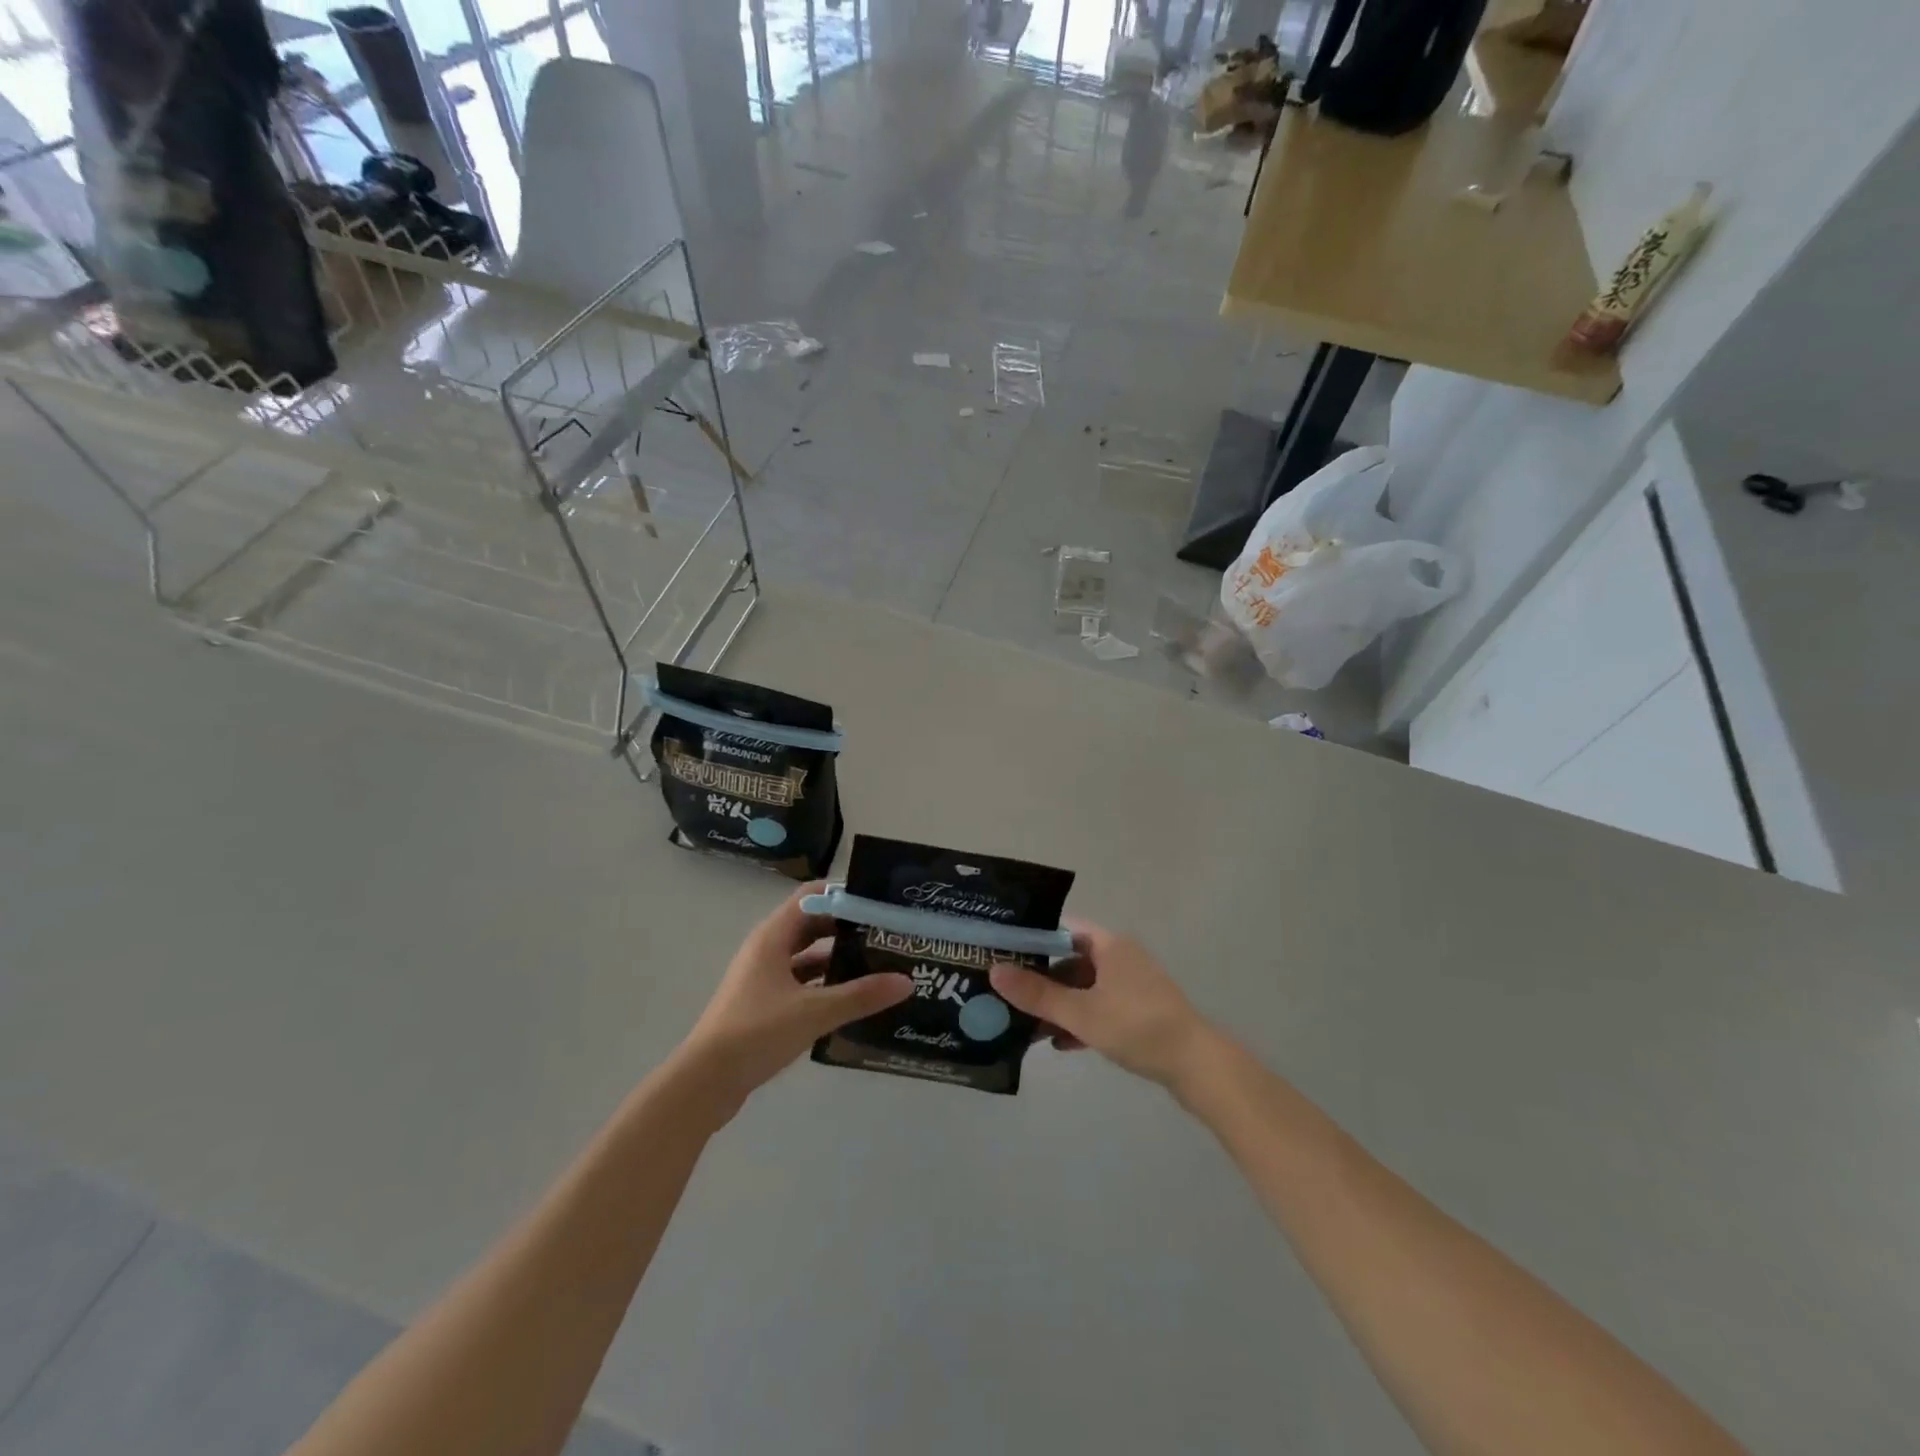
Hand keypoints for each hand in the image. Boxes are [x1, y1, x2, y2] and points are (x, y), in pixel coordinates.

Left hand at [677, 883, 911, 1115]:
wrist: (705, 1083)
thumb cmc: (756, 1032)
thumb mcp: (814, 1012)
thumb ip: (861, 995)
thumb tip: (906, 981)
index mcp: (773, 936)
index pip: (812, 895)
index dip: (845, 895)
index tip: (879, 903)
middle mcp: (767, 949)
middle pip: (812, 924)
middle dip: (847, 927)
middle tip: (886, 934)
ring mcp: (763, 977)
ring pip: (807, 956)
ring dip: (837, 958)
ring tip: (877, 965)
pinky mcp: (763, 1003)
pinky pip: (801, 982)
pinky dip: (824, 984)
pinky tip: (852, 999)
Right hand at [989, 920, 1213, 1088]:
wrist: (1197, 1066)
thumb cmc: (1136, 1027)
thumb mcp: (1081, 1012)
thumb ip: (1037, 994)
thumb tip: (994, 971)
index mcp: (1109, 944)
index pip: (1061, 929)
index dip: (1031, 939)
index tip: (1001, 953)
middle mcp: (1120, 957)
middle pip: (1070, 961)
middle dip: (1040, 981)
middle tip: (1006, 995)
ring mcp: (1132, 985)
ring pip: (1084, 988)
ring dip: (1058, 1006)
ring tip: (1026, 1026)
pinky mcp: (1139, 1011)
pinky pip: (1100, 1007)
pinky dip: (1080, 1020)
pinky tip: (1060, 1043)